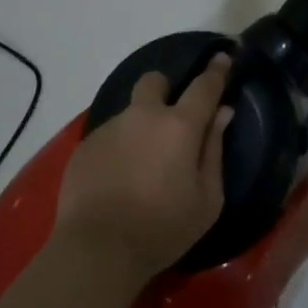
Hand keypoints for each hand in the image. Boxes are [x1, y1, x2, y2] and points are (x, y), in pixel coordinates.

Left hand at [54, 54, 231, 285]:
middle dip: (164, 90)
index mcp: (180, 126)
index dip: (216, 71)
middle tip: (169, 119)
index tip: (222, 58)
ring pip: (130, 114)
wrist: (97, 250)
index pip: (204, 86)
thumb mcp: (207, 199)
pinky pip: (109, 138)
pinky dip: (118, 151)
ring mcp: (110, 128)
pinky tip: (116, 183)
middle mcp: (143, 116)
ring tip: (139, 169)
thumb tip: (222, 114)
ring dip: (139, 129)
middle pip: (154, 81)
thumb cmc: (163, 228)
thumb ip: (215, 150)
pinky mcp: (84, 147)